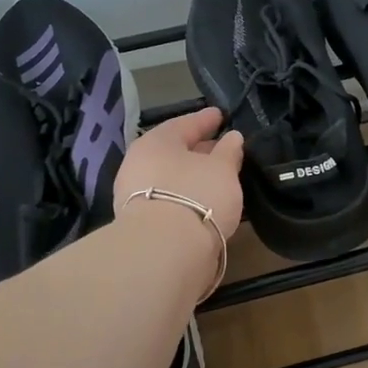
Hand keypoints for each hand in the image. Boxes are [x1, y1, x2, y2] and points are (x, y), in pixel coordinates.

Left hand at [113, 106, 245, 241]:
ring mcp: (135, 195)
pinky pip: (169, 200)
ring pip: (171, 177)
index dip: (206, 119)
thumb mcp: (222, 169)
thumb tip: (232, 137)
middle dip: (199, 150)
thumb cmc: (196, 196)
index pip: (184, 124)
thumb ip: (229, 151)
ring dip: (192, 176)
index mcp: (156, 142)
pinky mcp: (140, 224)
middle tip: (222, 148)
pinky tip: (204, 202)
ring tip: (217, 178)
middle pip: (174, 151)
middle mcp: (139, 164)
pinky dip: (186, 197)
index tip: (221, 115)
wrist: (163, 252)